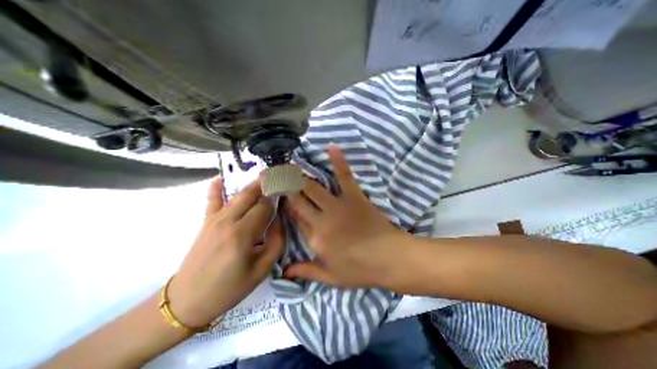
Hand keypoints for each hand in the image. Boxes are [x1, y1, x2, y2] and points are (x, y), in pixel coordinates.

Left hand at [166, 177, 282, 327]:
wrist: (188, 301)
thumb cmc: (230, 288)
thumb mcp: (262, 270)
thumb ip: (276, 242)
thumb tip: (280, 220)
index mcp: (242, 234)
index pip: (264, 207)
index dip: (276, 198)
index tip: (286, 191)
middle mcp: (228, 221)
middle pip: (250, 195)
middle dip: (266, 184)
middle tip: (278, 177)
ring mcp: (214, 220)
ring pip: (237, 195)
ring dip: (252, 185)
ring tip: (264, 177)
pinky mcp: (206, 222)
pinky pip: (212, 200)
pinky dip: (216, 187)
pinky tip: (221, 177)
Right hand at [284, 146, 408, 289]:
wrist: (389, 258)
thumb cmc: (360, 270)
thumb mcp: (331, 278)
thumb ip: (307, 272)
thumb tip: (285, 272)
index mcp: (315, 239)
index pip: (296, 219)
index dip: (287, 206)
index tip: (279, 195)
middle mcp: (322, 220)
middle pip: (299, 200)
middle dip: (287, 187)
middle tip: (278, 176)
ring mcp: (338, 205)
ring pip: (313, 187)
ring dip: (301, 176)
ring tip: (291, 166)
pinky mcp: (354, 196)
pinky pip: (344, 176)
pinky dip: (338, 161)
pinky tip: (331, 147)